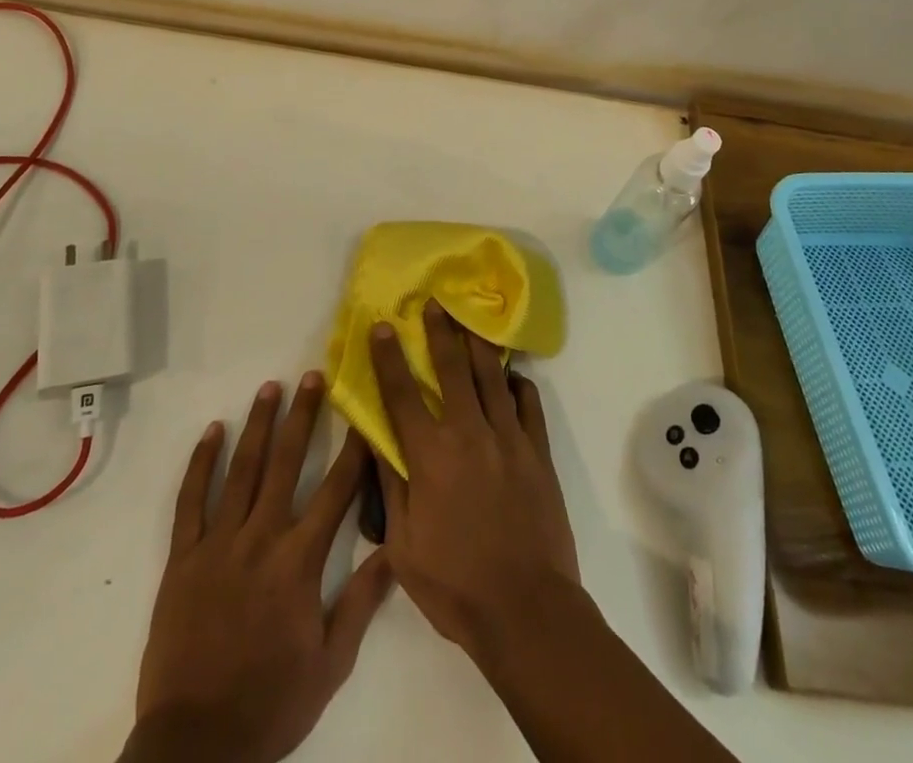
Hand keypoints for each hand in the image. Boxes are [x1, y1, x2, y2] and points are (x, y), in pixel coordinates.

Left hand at [124, 372, 390, 762]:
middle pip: (285, 463)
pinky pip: (190, 500)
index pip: (335, 492)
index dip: (353, 451)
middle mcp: (260, 538)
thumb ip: (361, 603)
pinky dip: (201, 463)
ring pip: (241, 470)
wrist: (195, 746)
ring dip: (257, 425)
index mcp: (298, 562)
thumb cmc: (270, 704)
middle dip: (303, 416)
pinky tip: (213, 431)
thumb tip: (394, 550)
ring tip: (270, 387)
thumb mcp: (330, 665)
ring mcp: (217, 543)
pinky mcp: (182, 557)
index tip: (364, 415)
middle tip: (313, 375)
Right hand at [369, 301, 579, 663]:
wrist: (526, 609)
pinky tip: (513, 375)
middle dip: (440, 332)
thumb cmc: (455, 584)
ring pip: (491, 377)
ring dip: (478, 344)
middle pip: (451, 369)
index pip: (402, 394)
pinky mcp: (537, 452)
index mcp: (430, 456)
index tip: (383, 326)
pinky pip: (529, 404)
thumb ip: (390, 487)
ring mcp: (508, 439)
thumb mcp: (403, 547)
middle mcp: (468, 434)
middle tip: (435, 303)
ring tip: (472, 319)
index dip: (389, 358)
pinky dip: (519, 384)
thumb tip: (374, 442)